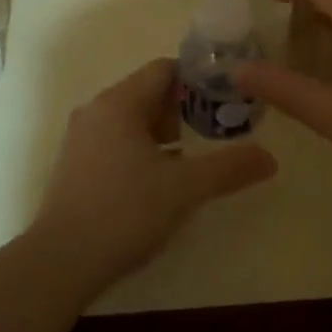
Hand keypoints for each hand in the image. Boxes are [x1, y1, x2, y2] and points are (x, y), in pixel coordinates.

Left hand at [32, 59, 276, 290]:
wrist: (60, 262)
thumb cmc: (124, 211)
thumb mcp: (184, 189)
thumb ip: (228, 168)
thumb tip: (271, 158)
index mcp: (119, 102)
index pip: (163, 69)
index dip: (196, 78)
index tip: (225, 96)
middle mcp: (96, 110)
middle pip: (147, 93)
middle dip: (182, 109)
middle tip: (214, 131)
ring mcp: (81, 138)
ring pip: (131, 120)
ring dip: (163, 132)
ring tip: (191, 158)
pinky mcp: (75, 165)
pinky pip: (115, 141)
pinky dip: (141, 149)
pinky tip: (158, 182)